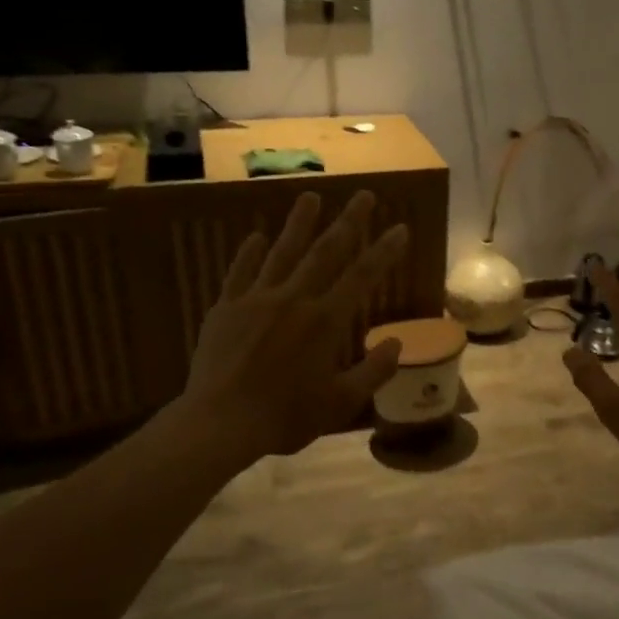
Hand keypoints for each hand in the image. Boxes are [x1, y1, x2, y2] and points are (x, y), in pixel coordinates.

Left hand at [179, 189, 408, 459]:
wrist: (219, 423)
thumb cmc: (284, 417)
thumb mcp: (340, 403)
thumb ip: (373, 372)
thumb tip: (397, 343)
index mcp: (325, 321)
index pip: (362, 276)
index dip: (384, 251)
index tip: (400, 228)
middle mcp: (294, 299)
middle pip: (326, 251)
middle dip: (348, 221)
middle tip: (364, 195)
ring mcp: (256, 299)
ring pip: (282, 252)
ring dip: (299, 223)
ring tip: (311, 195)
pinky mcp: (226, 308)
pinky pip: (240, 272)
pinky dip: (249, 253)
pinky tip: (256, 236)